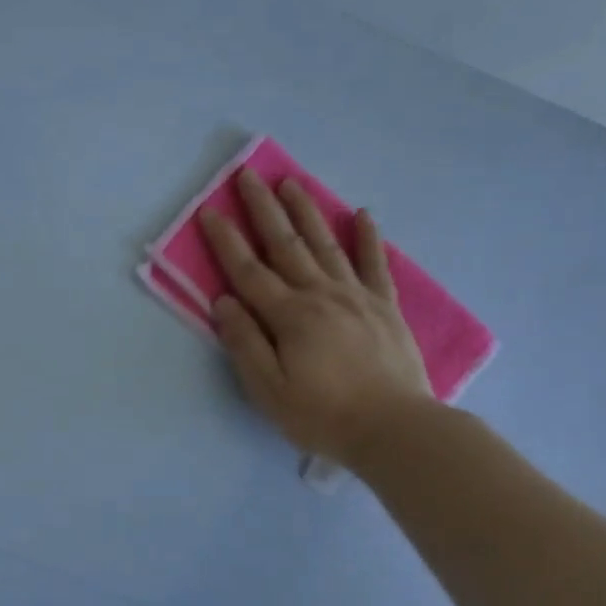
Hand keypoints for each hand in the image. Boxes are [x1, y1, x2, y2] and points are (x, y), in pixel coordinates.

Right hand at [199, 169, 432, 466]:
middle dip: (263, 209)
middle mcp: (321, 294)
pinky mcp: (385, 307)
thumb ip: (244, 343)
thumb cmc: (323, 415)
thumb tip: (223, 302)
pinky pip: (375, 264)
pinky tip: (362, 214)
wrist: (397, 430)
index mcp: (289, 315)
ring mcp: (357, 297)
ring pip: (326, 244)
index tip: (209, 211)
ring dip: (306, 211)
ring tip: (291, 183)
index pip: (248, 270)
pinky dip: (368, 238)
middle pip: (285, 244)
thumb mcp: (269, 390)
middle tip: (248, 175)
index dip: (225, 240)